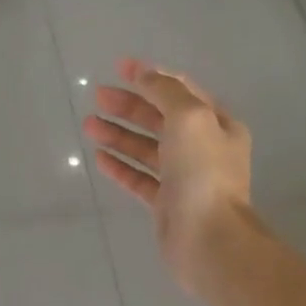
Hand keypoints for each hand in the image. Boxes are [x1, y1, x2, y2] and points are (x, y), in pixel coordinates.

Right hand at [84, 58, 252, 290]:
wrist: (208, 238)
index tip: (120, 68)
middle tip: (98, 96)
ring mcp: (185, 178)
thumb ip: (165, 92)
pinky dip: (121, 166)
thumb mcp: (189, 117)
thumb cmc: (202, 172)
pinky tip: (99, 157)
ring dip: (119, 134)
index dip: (151, 77)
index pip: (182, 91)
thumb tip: (145, 75)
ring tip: (88, 125)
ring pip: (147, 148)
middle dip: (129, 105)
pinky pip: (140, 178)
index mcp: (217, 124)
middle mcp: (204, 148)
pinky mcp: (167, 203)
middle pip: (161, 119)